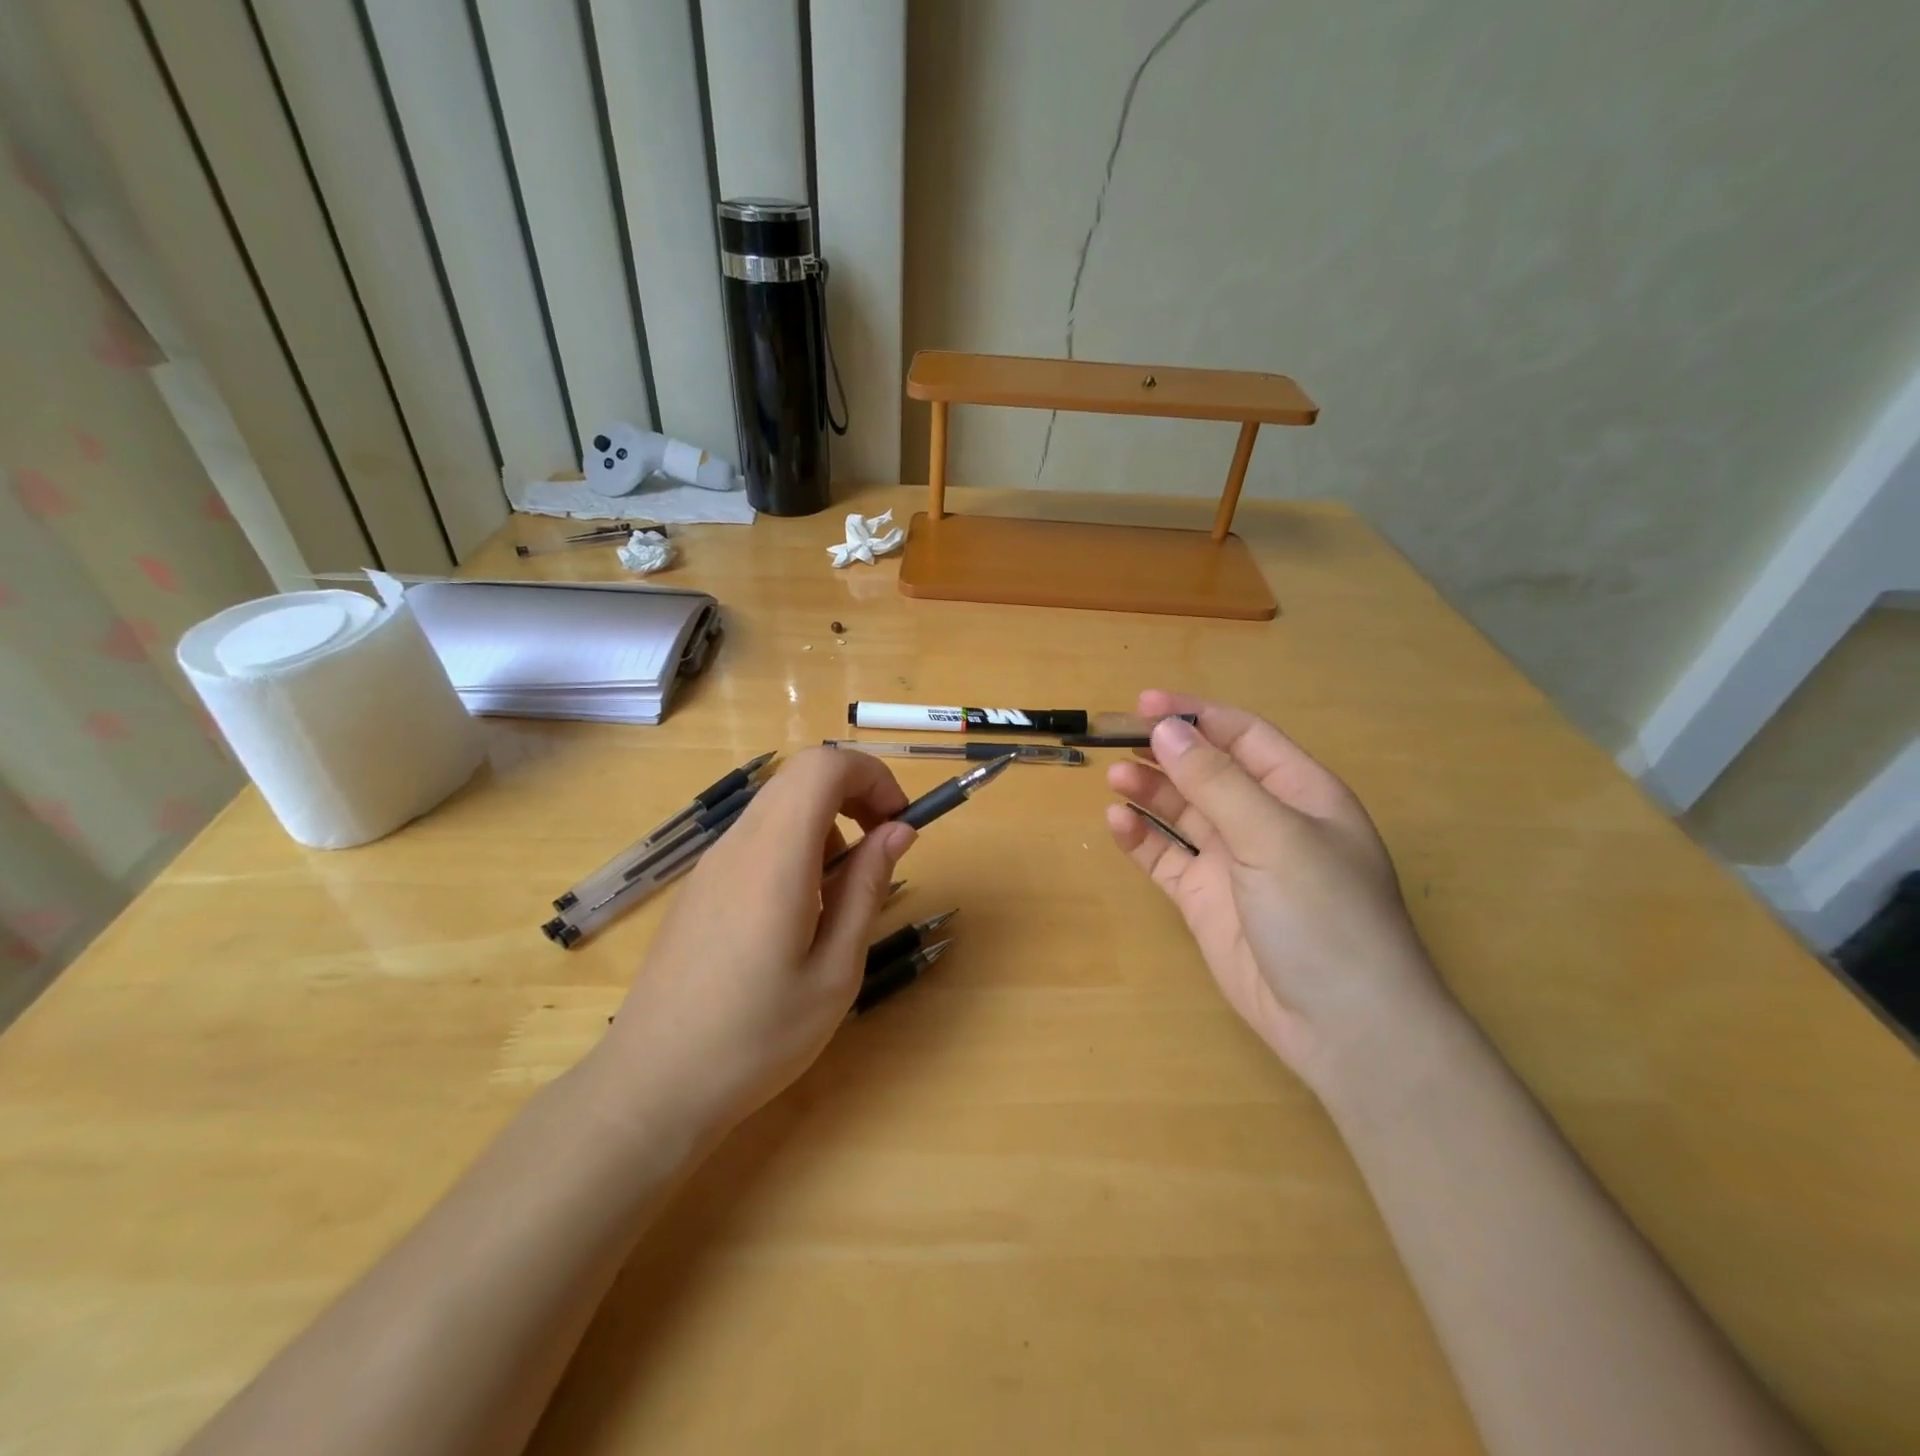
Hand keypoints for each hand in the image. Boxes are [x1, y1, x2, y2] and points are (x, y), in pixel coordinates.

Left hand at [596, 747, 915, 1135]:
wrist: (652, 1086)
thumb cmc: (757, 1037)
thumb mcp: (835, 970)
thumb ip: (867, 887)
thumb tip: (898, 830)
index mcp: (775, 858)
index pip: (823, 766)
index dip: (872, 777)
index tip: (898, 825)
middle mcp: (738, 844)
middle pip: (800, 775)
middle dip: (854, 794)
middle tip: (881, 849)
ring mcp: (712, 863)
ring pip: (779, 804)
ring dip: (826, 824)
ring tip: (838, 896)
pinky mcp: (700, 886)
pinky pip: (757, 837)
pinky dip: (794, 847)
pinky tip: (796, 914)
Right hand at [1105, 691, 1449, 1092]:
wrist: (1342, 1026)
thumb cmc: (1324, 915)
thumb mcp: (1274, 837)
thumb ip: (1217, 782)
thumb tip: (1166, 730)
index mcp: (1300, 794)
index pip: (1244, 737)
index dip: (1197, 716)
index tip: (1146, 704)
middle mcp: (1266, 822)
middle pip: (1208, 772)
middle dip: (1166, 753)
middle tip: (1116, 739)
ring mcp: (1234, 863)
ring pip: (1183, 813)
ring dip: (1150, 791)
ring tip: (1114, 776)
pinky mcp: (1206, 901)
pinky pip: (1167, 858)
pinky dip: (1141, 839)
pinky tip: (1117, 823)